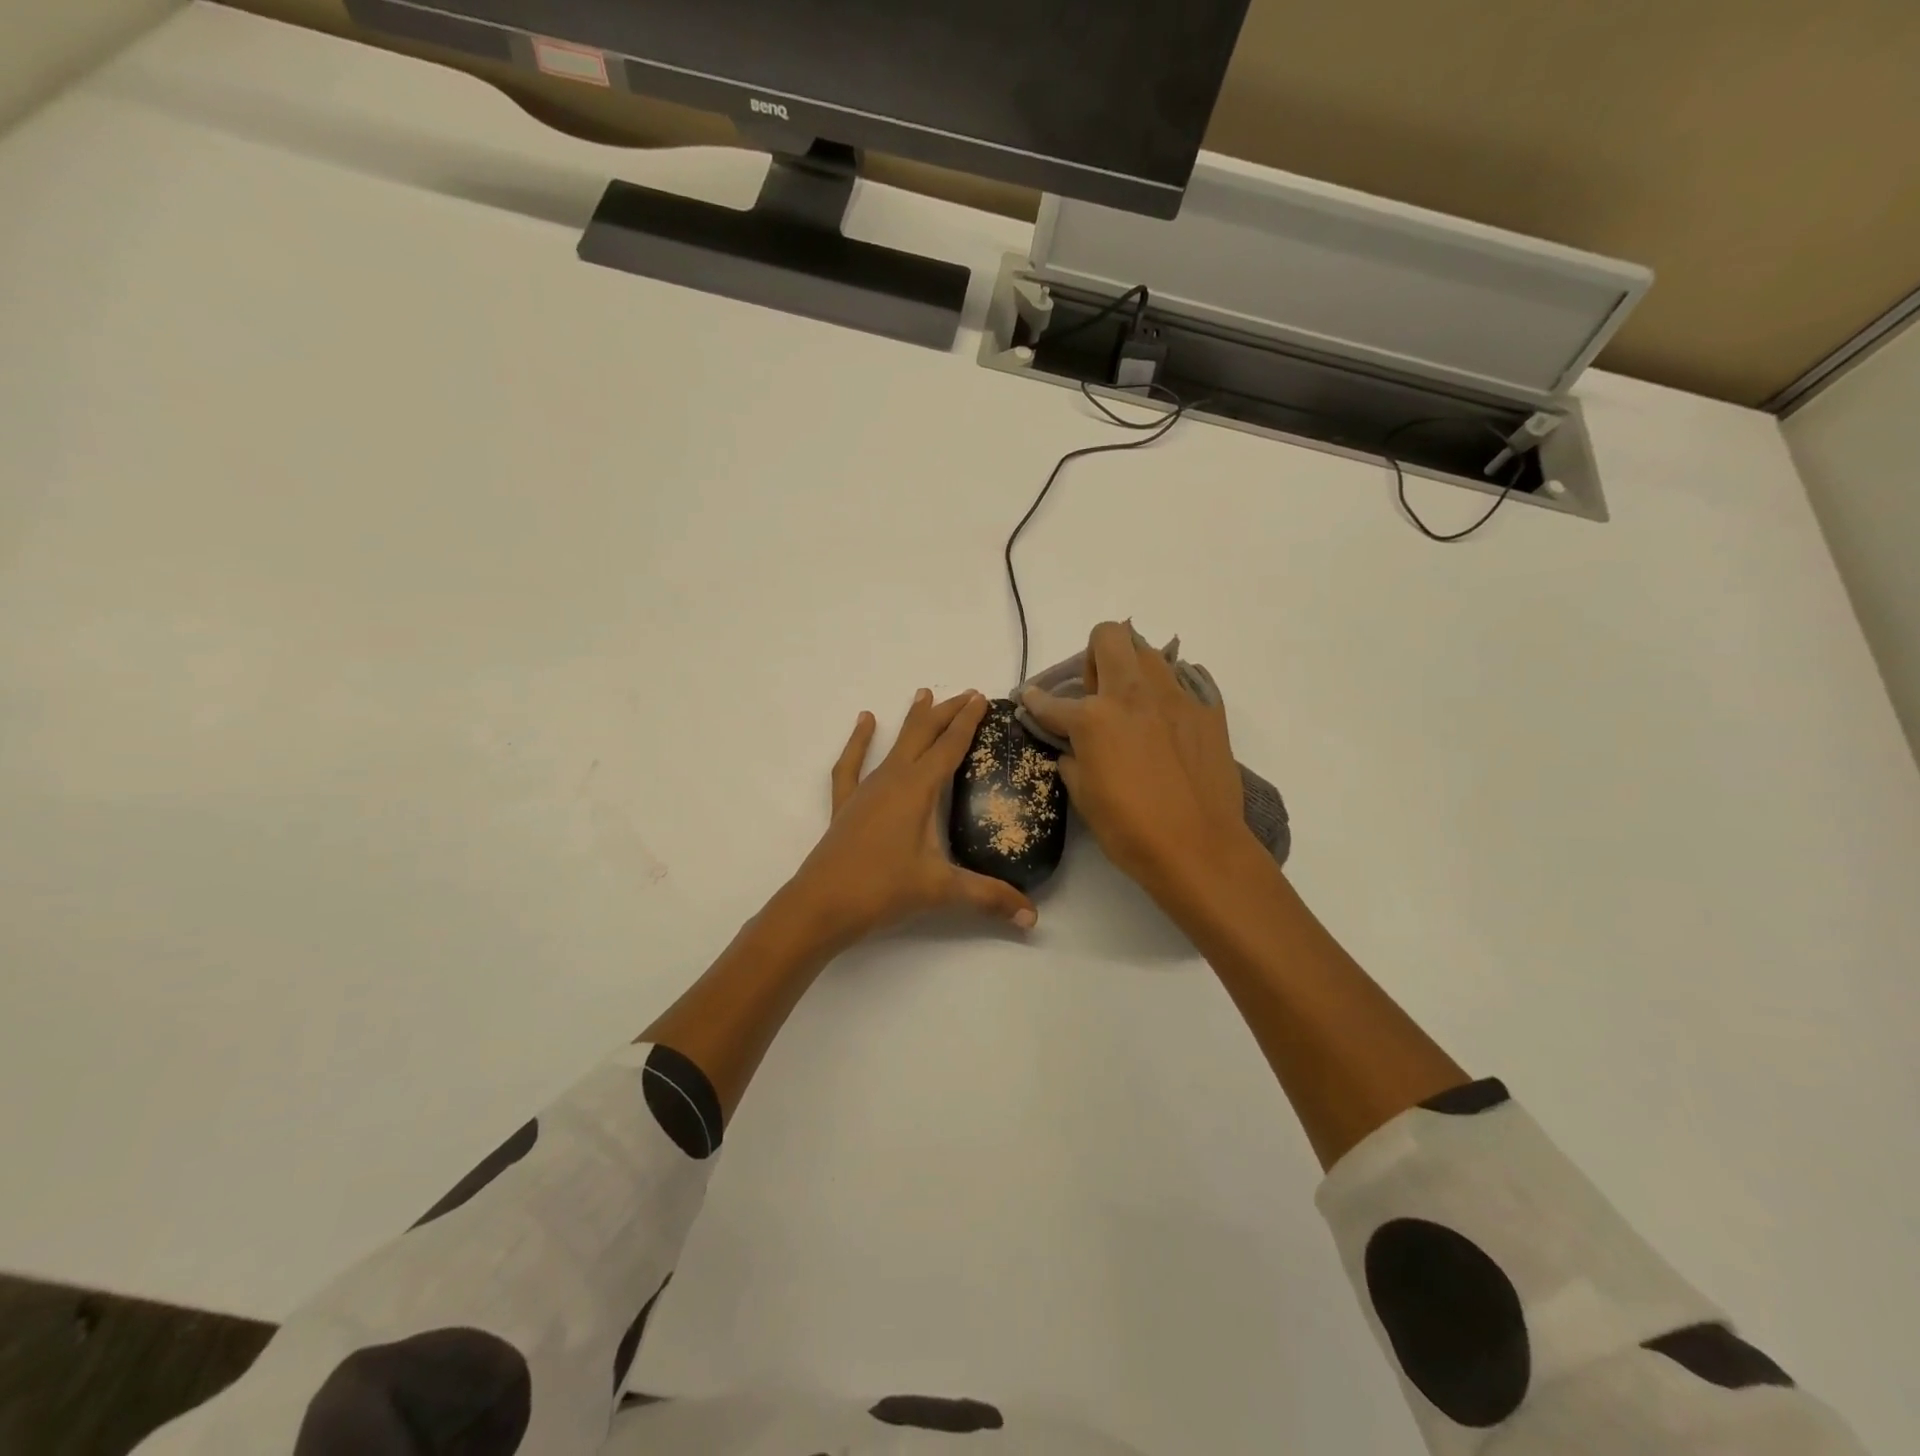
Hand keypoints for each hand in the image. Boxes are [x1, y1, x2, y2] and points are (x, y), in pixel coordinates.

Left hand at [784, 688, 1039, 946]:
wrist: (821, 905)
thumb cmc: (882, 890)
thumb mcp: (940, 890)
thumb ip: (988, 898)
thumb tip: (1032, 916)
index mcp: (917, 789)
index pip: (949, 746)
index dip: (967, 721)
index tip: (982, 698)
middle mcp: (892, 780)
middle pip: (923, 735)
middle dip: (946, 713)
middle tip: (967, 694)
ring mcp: (866, 790)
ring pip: (894, 744)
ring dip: (912, 720)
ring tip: (923, 693)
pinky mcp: (846, 805)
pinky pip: (852, 764)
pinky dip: (859, 742)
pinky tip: (865, 721)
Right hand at [1021, 622, 1255, 898]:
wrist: (1199, 848)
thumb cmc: (1130, 829)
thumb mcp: (1084, 796)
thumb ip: (1071, 759)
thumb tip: (1072, 748)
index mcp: (1094, 717)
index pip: (1052, 701)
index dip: (1035, 702)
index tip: (1031, 699)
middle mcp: (1133, 694)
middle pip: (1109, 637)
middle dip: (1093, 655)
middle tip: (1096, 693)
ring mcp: (1176, 698)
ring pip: (1149, 653)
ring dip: (1133, 670)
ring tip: (1133, 706)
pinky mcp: (1208, 711)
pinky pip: (1185, 682)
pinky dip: (1169, 695)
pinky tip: (1167, 724)